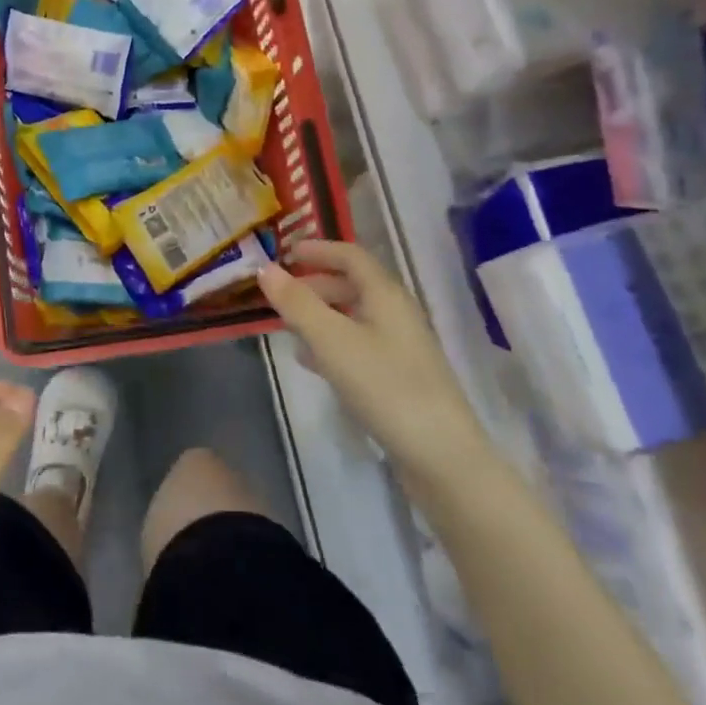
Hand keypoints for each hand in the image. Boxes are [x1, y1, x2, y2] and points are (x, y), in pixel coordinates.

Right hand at [258, 240, 488, 483]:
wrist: (440, 454)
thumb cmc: (385, 386)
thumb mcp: (331, 341)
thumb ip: (297, 303)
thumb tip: (265, 268)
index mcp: (385, 295)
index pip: (351, 255)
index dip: (318, 249)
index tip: (285, 253)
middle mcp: (396, 313)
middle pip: (353, 284)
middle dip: (314, 283)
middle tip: (278, 292)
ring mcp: (400, 346)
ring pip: (353, 315)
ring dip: (320, 313)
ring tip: (286, 324)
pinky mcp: (398, 376)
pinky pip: (358, 344)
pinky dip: (331, 342)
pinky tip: (310, 361)